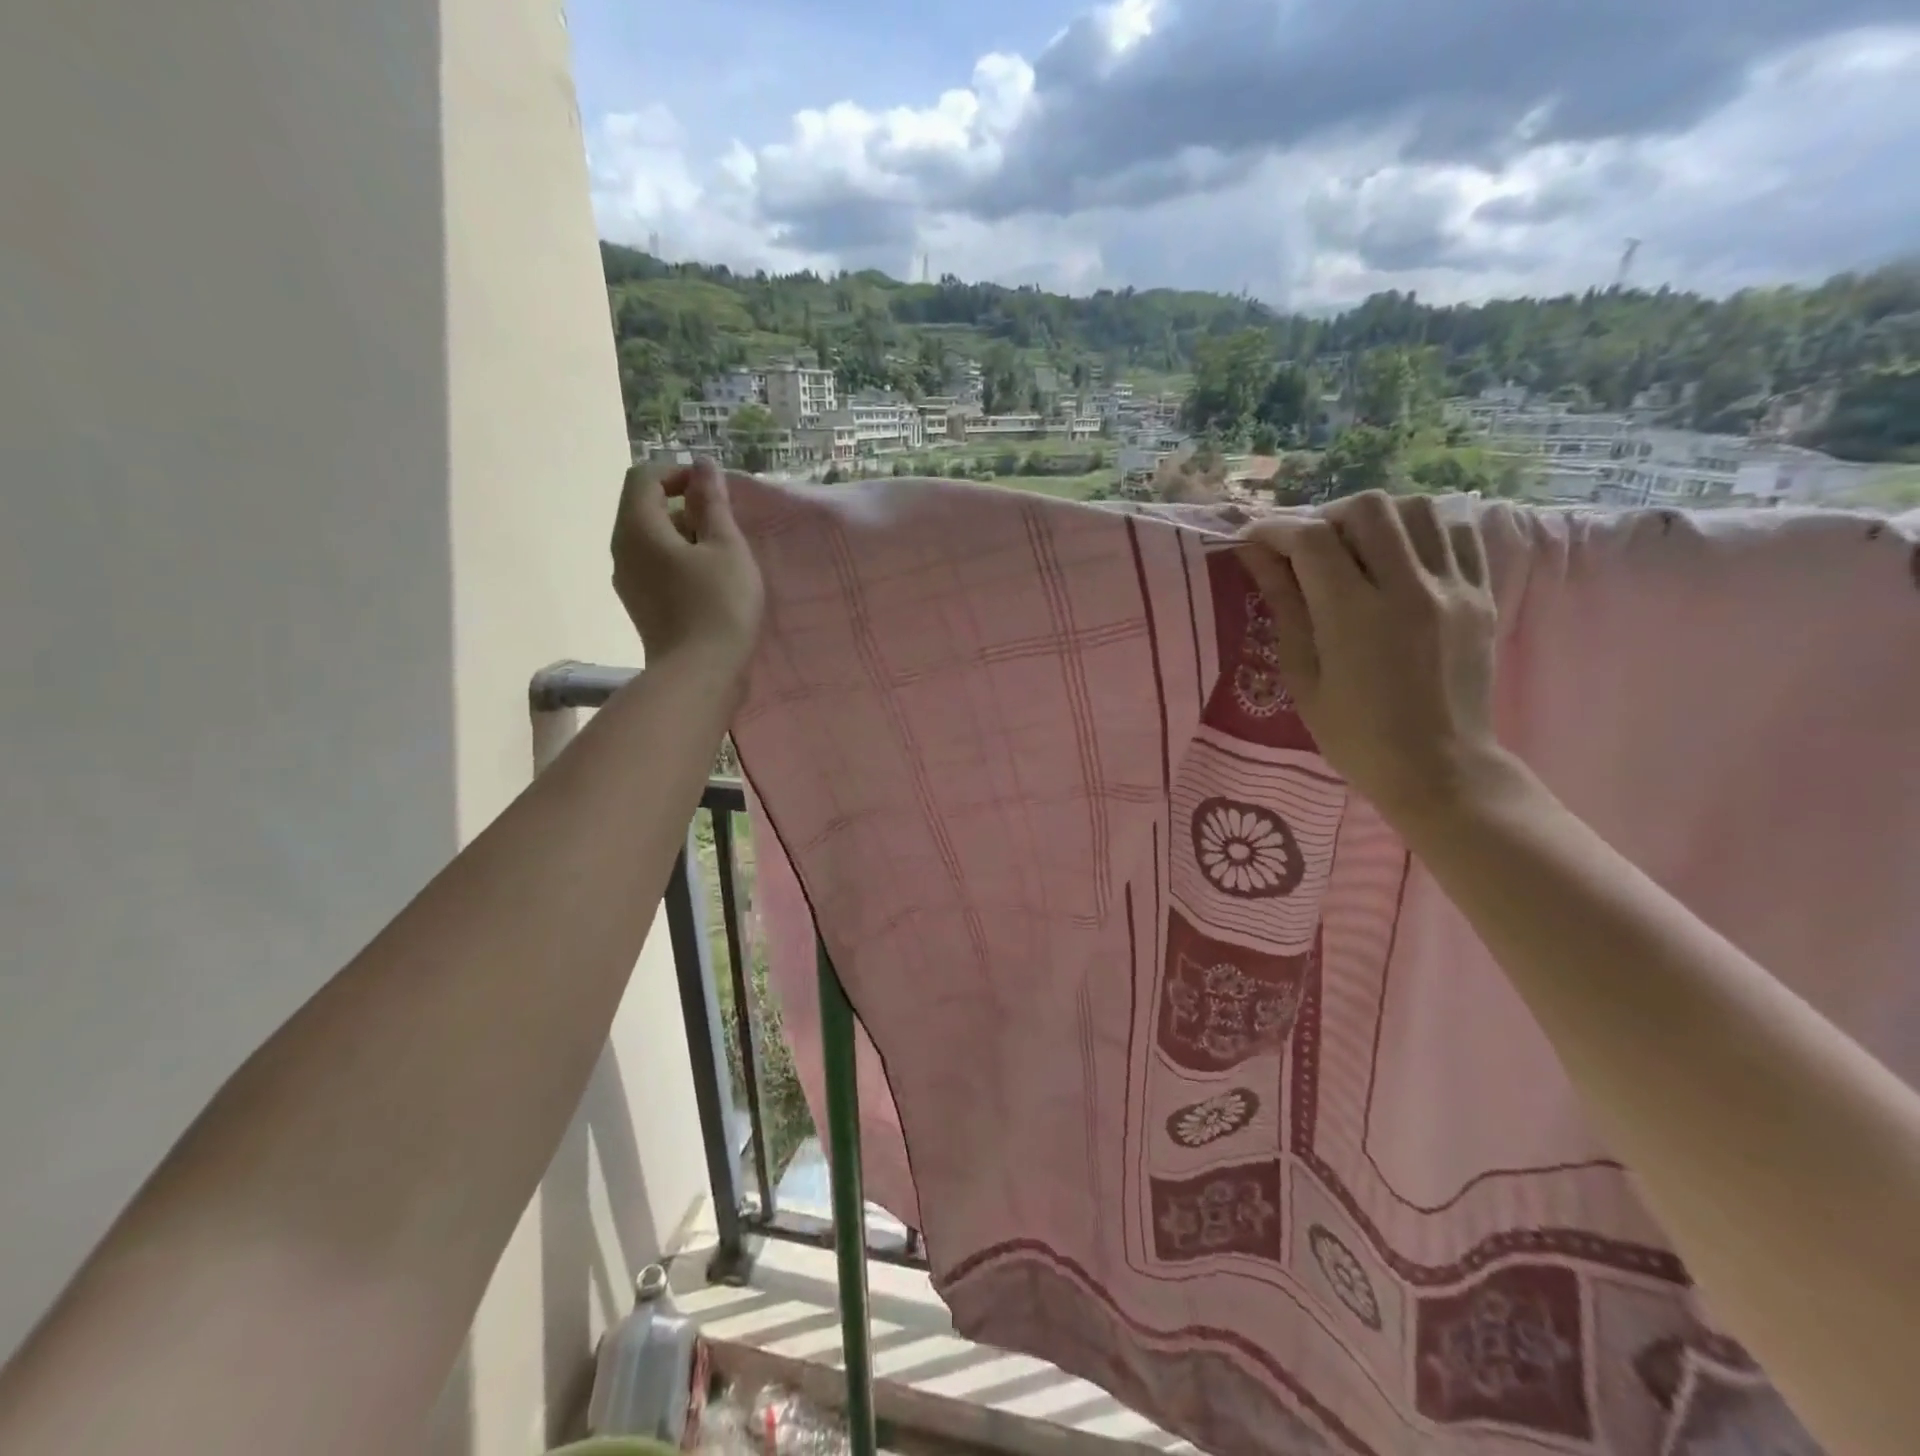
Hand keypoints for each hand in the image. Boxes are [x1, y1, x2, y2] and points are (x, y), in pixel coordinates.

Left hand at [611, 458, 764, 675]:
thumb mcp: (727, 548)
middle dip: (684, 506)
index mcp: (638, 528)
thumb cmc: (719, 605)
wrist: (699, 674)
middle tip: (724, 526)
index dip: (679, 474)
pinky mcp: (640, 605)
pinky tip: (709, 582)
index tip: (714, 493)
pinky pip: (653, 566)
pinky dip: (678, 561)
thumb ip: (713, 504)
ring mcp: (627, 581)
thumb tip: (704, 467)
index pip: (645, 477)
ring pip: (650, 540)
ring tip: (721, 556)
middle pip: (644, 508)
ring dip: (683, 536)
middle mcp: (621, 549)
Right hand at [1237, 491, 1512, 830]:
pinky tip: (1399, 557)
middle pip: (1367, 508)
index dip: (1275, 530)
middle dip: (1326, 516)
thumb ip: (1285, 607)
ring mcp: (1453, 588)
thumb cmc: (1355, 736)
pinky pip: (1456, 533)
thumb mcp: (1303, 677)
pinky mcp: (1481, 595)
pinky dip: (1420, 531)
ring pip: (1417, 509)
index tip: (1254, 539)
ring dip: (1376, 519)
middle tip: (1308, 547)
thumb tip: (1260, 558)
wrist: (1439, 768)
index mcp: (1354, 616)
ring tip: (1356, 548)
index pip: (1311, 540)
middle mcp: (1408, 589)